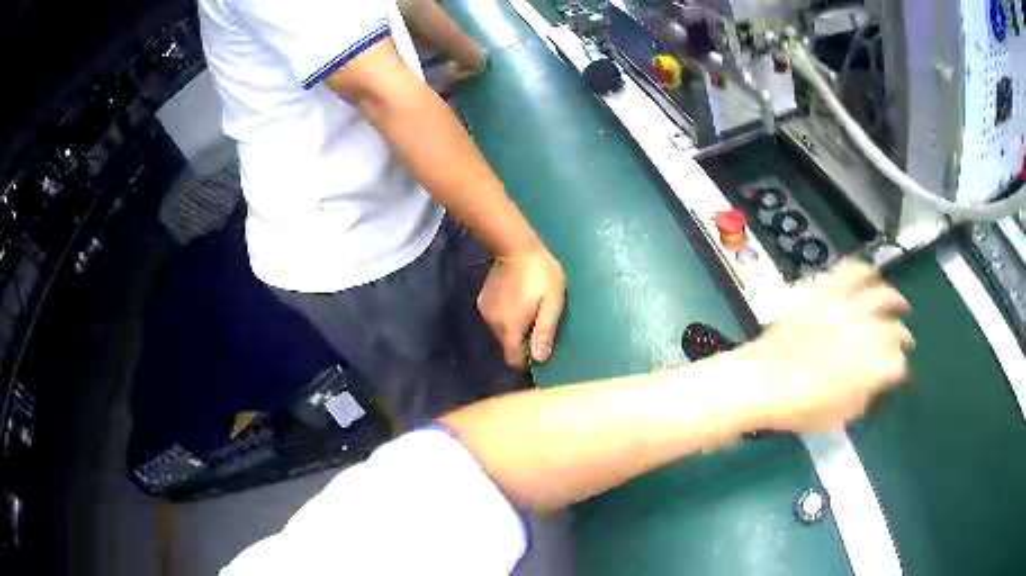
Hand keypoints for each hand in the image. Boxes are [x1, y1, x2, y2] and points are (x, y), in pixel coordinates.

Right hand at [478, 246, 565, 366]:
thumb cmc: (541, 275)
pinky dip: (505, 315)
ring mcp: (486, 312)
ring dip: (514, 327)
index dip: (526, 360)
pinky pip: (496, 318)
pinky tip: (515, 299)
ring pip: (502, 331)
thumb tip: (539, 359)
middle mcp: (493, 325)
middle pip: (508, 345)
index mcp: (510, 328)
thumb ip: (544, 331)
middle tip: (537, 322)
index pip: (513, 360)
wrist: (517, 246)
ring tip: (528, 309)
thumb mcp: (552, 303)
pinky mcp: (483, 301)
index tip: (538, 350)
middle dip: (522, 341)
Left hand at [737, 259, 913, 433]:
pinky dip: (863, 270)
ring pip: (878, 292)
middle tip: (903, 336)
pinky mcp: (823, 293)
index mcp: (866, 370)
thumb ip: (862, 398)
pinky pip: (848, 271)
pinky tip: (869, 275)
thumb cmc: (795, 409)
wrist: (759, 381)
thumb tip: (875, 384)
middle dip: (901, 333)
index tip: (897, 368)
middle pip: (892, 327)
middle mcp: (860, 334)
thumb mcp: (835, 418)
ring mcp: (842, 309)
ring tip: (895, 300)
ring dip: (892, 296)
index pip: (897, 362)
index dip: (900, 366)